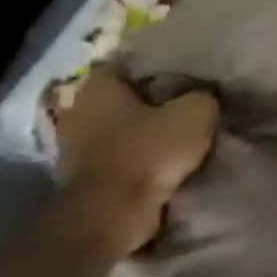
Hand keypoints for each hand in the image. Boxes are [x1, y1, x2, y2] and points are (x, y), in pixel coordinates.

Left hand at [56, 67, 218, 247]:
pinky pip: (114, 155)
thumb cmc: (150, 150)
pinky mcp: (81, 176)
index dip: (152, 67)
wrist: (113, 211)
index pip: (124, 65)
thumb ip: (202, 95)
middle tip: (181, 102)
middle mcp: (78, 111)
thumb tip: (203, 93)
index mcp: (99, 88)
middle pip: (119, 97)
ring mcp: (73, 146)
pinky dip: (133, 155)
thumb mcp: (197, 112)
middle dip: (146, 100)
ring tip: (173, 133)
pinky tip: (159, 158)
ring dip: (139, 131)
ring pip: (115, 128)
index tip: (179, 74)